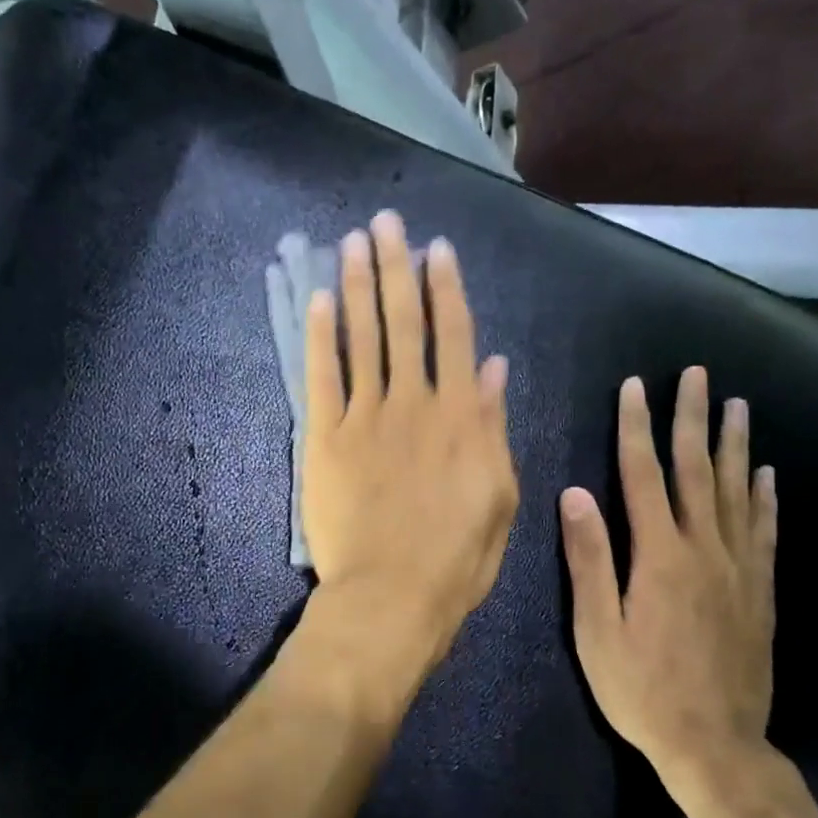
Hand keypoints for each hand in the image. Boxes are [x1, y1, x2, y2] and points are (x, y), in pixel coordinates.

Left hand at [301, 210, 518, 686]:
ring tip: (351, 242)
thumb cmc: (458, 556)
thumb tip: (495, 368)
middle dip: (395, 268)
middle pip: (403, 322)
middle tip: (386, 223)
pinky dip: (320, 337)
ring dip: (356, 286)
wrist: (393, 595)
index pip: (454, 335)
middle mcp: (413, 402)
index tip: (438, 249)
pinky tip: (317, 301)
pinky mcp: (325, 439)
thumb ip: (494, 426)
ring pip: (362, 338)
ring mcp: (365, 417)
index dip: (446, 288)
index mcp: (461, 415)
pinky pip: (321, 377)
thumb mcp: (500, 494)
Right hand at [559, 367, 778, 789]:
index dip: (637, 428)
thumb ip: (589, 559)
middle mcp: (704, 550)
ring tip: (737, 405)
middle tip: (696, 375)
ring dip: (734, 445)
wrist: (715, 744)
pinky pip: (764, 531)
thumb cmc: (641, 689)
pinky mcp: (760, 591)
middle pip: (697, 470)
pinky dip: (764, 497)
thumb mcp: (596, 629)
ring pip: (736, 492)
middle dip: (692, 419)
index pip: (644, 476)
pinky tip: (766, 473)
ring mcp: (738, 569)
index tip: (635, 387)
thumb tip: (574, 494)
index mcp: (659, 556)